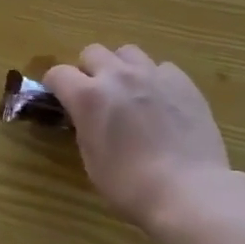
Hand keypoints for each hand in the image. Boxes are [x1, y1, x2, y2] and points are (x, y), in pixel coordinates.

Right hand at [46, 45, 231, 233]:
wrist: (189, 191)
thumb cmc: (131, 186)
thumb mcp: (92, 162)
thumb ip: (85, 128)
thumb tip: (87, 118)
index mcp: (88, 97)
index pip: (58, 74)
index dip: (55, 85)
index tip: (59, 98)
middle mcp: (117, 76)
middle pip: (92, 52)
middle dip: (88, 70)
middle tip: (97, 95)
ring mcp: (152, 74)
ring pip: (128, 53)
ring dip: (122, 68)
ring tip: (130, 92)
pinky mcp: (182, 81)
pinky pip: (162, 68)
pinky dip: (156, 80)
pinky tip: (162, 102)